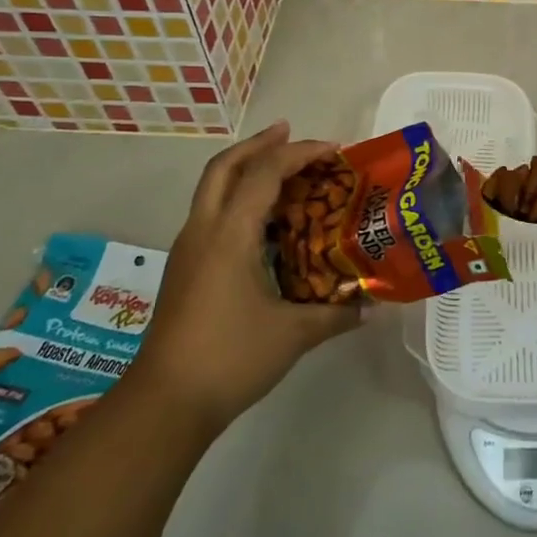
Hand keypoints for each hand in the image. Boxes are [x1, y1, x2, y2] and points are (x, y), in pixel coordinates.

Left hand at [130, 122, 361, 435]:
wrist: (163, 403)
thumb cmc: (229, 359)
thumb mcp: (293, 335)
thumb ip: (336, 314)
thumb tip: (373, 307)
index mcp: (230, 235)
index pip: (264, 173)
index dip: (300, 153)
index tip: (334, 150)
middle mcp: (203, 231)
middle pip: (225, 166)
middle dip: (259, 144)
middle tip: (291, 133)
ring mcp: (188, 249)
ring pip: (212, 188)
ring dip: (245, 169)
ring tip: (283, 170)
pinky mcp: (185, 269)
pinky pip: (212, 214)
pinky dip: (238, 199)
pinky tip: (265, 223)